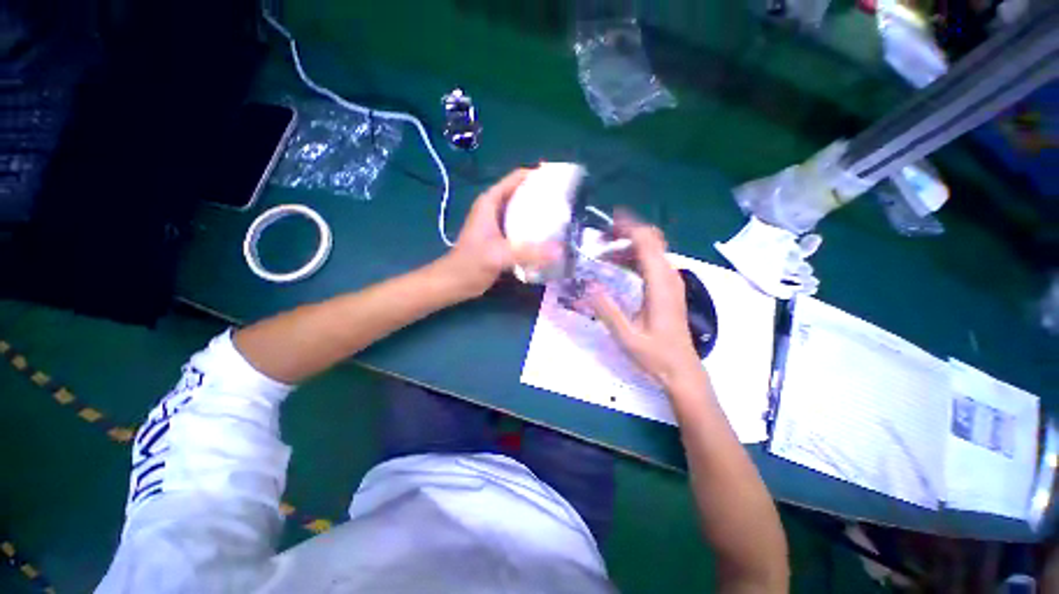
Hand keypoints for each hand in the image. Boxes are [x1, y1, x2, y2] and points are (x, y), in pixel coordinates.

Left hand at [439, 168, 559, 298]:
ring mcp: (498, 223)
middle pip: (522, 193)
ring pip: (523, 211)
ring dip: (540, 213)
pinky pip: (522, 227)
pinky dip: (534, 229)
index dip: (537, 175)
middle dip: (543, 195)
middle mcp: (495, 208)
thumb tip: (560, 250)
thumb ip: (529, 252)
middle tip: (566, 200)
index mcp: (491, 201)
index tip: (560, 180)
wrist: (456, 282)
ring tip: (563, 215)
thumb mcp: (500, 254)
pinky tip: (549, 236)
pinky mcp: (502, 238)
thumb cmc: (472, 263)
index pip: (516, 178)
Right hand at [587, 212, 704, 389]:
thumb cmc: (656, 356)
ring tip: (602, 253)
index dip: (628, 227)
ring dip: (627, 245)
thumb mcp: (626, 336)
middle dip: (625, 232)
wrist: (682, 371)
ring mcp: (671, 281)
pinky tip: (616, 267)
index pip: (647, 243)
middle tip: (599, 238)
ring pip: (651, 250)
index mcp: (660, 284)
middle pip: (651, 240)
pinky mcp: (668, 288)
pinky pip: (651, 262)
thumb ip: (607, 310)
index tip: (606, 222)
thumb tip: (588, 284)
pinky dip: (633, 257)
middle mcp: (669, 276)